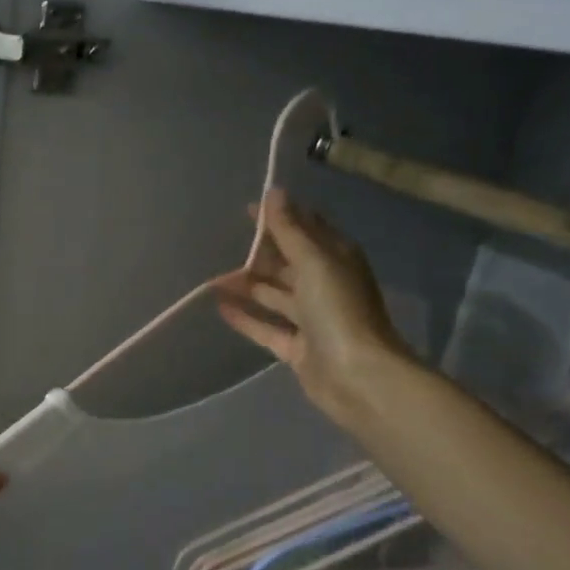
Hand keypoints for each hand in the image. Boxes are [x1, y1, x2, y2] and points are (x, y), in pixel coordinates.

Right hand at [217, 188, 414, 433]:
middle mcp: (324, 285)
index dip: (279, 217)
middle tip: (220, 245)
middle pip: (286, 262)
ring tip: (211, 279)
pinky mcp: (297, 347)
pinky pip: (266, 327)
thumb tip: (274, 192)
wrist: (358, 377)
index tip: (247, 209)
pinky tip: (220, 307)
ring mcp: (311, 319)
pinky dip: (246, 317)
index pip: (305, 228)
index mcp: (336, 259)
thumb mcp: (314, 261)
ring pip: (273, 294)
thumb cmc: (338, 310)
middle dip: (257, 254)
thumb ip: (290, 230)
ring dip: (246, 285)